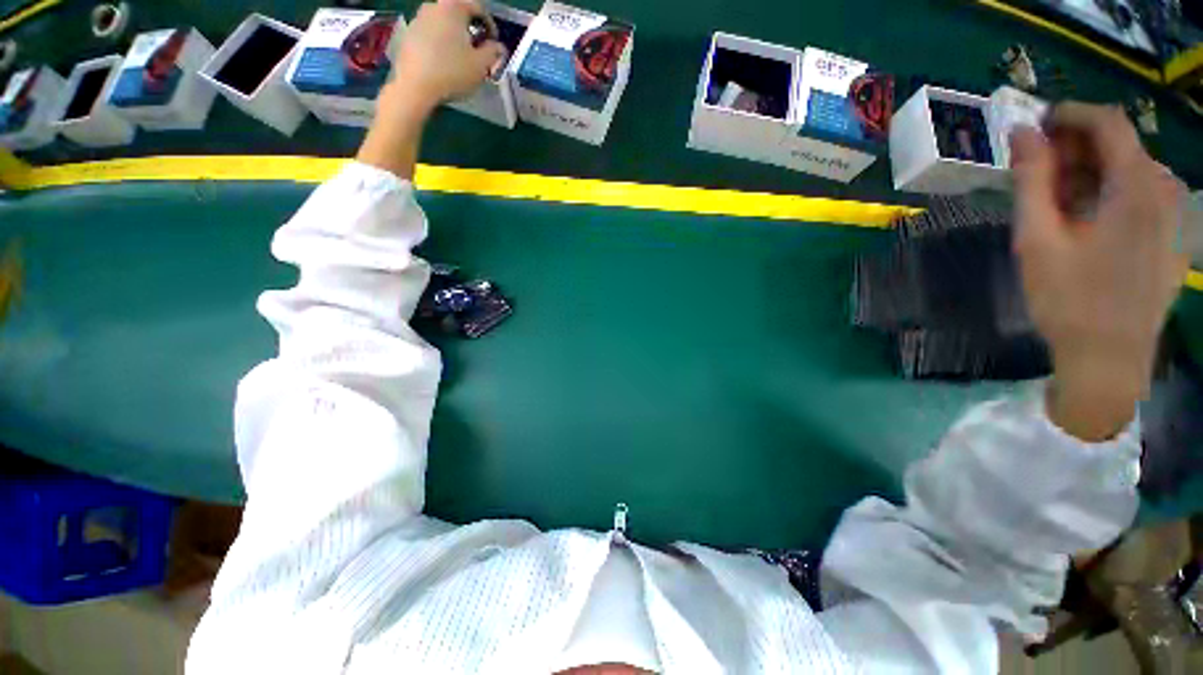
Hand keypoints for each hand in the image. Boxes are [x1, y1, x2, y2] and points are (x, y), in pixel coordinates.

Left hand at [387, 0, 506, 113]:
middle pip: (458, 13)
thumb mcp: (481, 65)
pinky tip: (445, 62)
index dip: (490, 24)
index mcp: (453, 7)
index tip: (494, 43)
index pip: (478, 7)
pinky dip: (441, 43)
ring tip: (461, 57)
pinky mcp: (409, 34)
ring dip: (455, 36)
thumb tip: (498, 46)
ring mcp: (418, 18)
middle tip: (478, 50)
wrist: (415, 86)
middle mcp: (434, 6)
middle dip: (470, 29)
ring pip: (443, 23)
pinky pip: (431, 34)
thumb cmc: (452, 72)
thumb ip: (493, 52)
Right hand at [1010, 103, 1188, 439]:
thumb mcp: (1038, 239)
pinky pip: (1140, 195)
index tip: (1033, 128)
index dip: (1068, 114)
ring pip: (1129, 171)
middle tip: (1034, 173)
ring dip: (1090, 173)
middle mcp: (1164, 189)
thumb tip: (1022, 133)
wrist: (1110, 360)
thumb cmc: (1070, 300)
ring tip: (1054, 204)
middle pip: (1120, 145)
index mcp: (1136, 186)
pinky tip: (1084, 223)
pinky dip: (1108, 194)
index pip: (1107, 121)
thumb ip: (1031, 181)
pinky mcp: (1171, 235)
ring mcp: (1173, 214)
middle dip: (1075, 148)